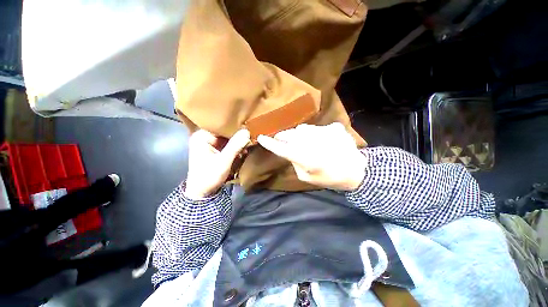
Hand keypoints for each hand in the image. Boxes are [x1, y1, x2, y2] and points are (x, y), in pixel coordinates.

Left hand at [185, 129, 249, 199]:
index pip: (221, 125)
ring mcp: (210, 143)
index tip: (247, 128)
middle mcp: (204, 137)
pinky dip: (235, 148)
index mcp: (202, 136)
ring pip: (227, 138)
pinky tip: (242, 152)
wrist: (202, 192)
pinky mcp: (214, 150)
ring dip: (237, 143)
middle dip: (237, 136)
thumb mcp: (223, 161)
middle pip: (225, 131)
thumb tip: (247, 131)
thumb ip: (235, 146)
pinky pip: (227, 145)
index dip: (234, 126)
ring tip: (246, 147)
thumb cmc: (209, 176)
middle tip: (249, 139)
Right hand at [257, 123, 366, 190]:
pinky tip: (319, 140)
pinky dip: (313, 133)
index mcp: (305, 158)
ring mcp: (324, 132)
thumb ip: (295, 163)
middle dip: (282, 135)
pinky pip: (316, 128)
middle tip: (280, 138)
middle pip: (290, 134)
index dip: (270, 143)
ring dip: (297, 134)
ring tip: (300, 139)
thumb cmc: (329, 178)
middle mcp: (313, 142)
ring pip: (302, 128)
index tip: (261, 137)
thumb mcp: (306, 177)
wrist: (356, 171)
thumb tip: (290, 150)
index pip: (281, 148)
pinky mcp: (334, 128)